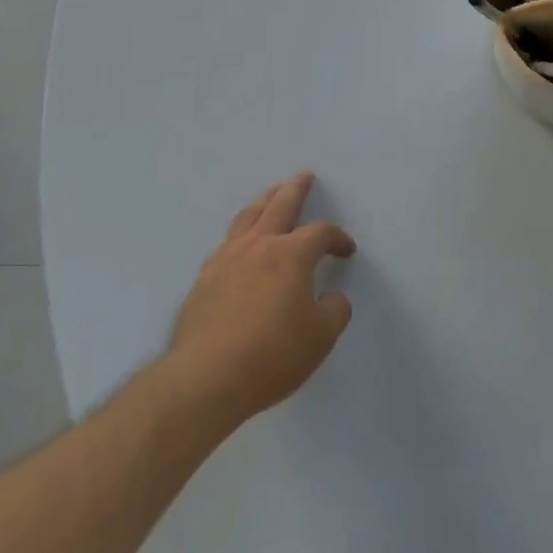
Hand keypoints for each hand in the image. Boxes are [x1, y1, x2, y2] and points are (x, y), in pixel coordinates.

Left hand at [167, 171, 355, 425]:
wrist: (207, 378)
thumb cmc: (272, 355)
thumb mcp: (320, 337)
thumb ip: (334, 311)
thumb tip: (333, 297)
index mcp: (292, 254)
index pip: (321, 232)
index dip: (338, 238)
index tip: (347, 250)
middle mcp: (260, 245)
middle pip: (280, 204)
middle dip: (296, 188)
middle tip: (304, 175)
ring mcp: (227, 258)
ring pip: (249, 215)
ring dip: (264, 199)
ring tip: (271, 194)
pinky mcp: (205, 278)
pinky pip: (227, 242)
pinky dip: (241, 232)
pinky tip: (241, 242)